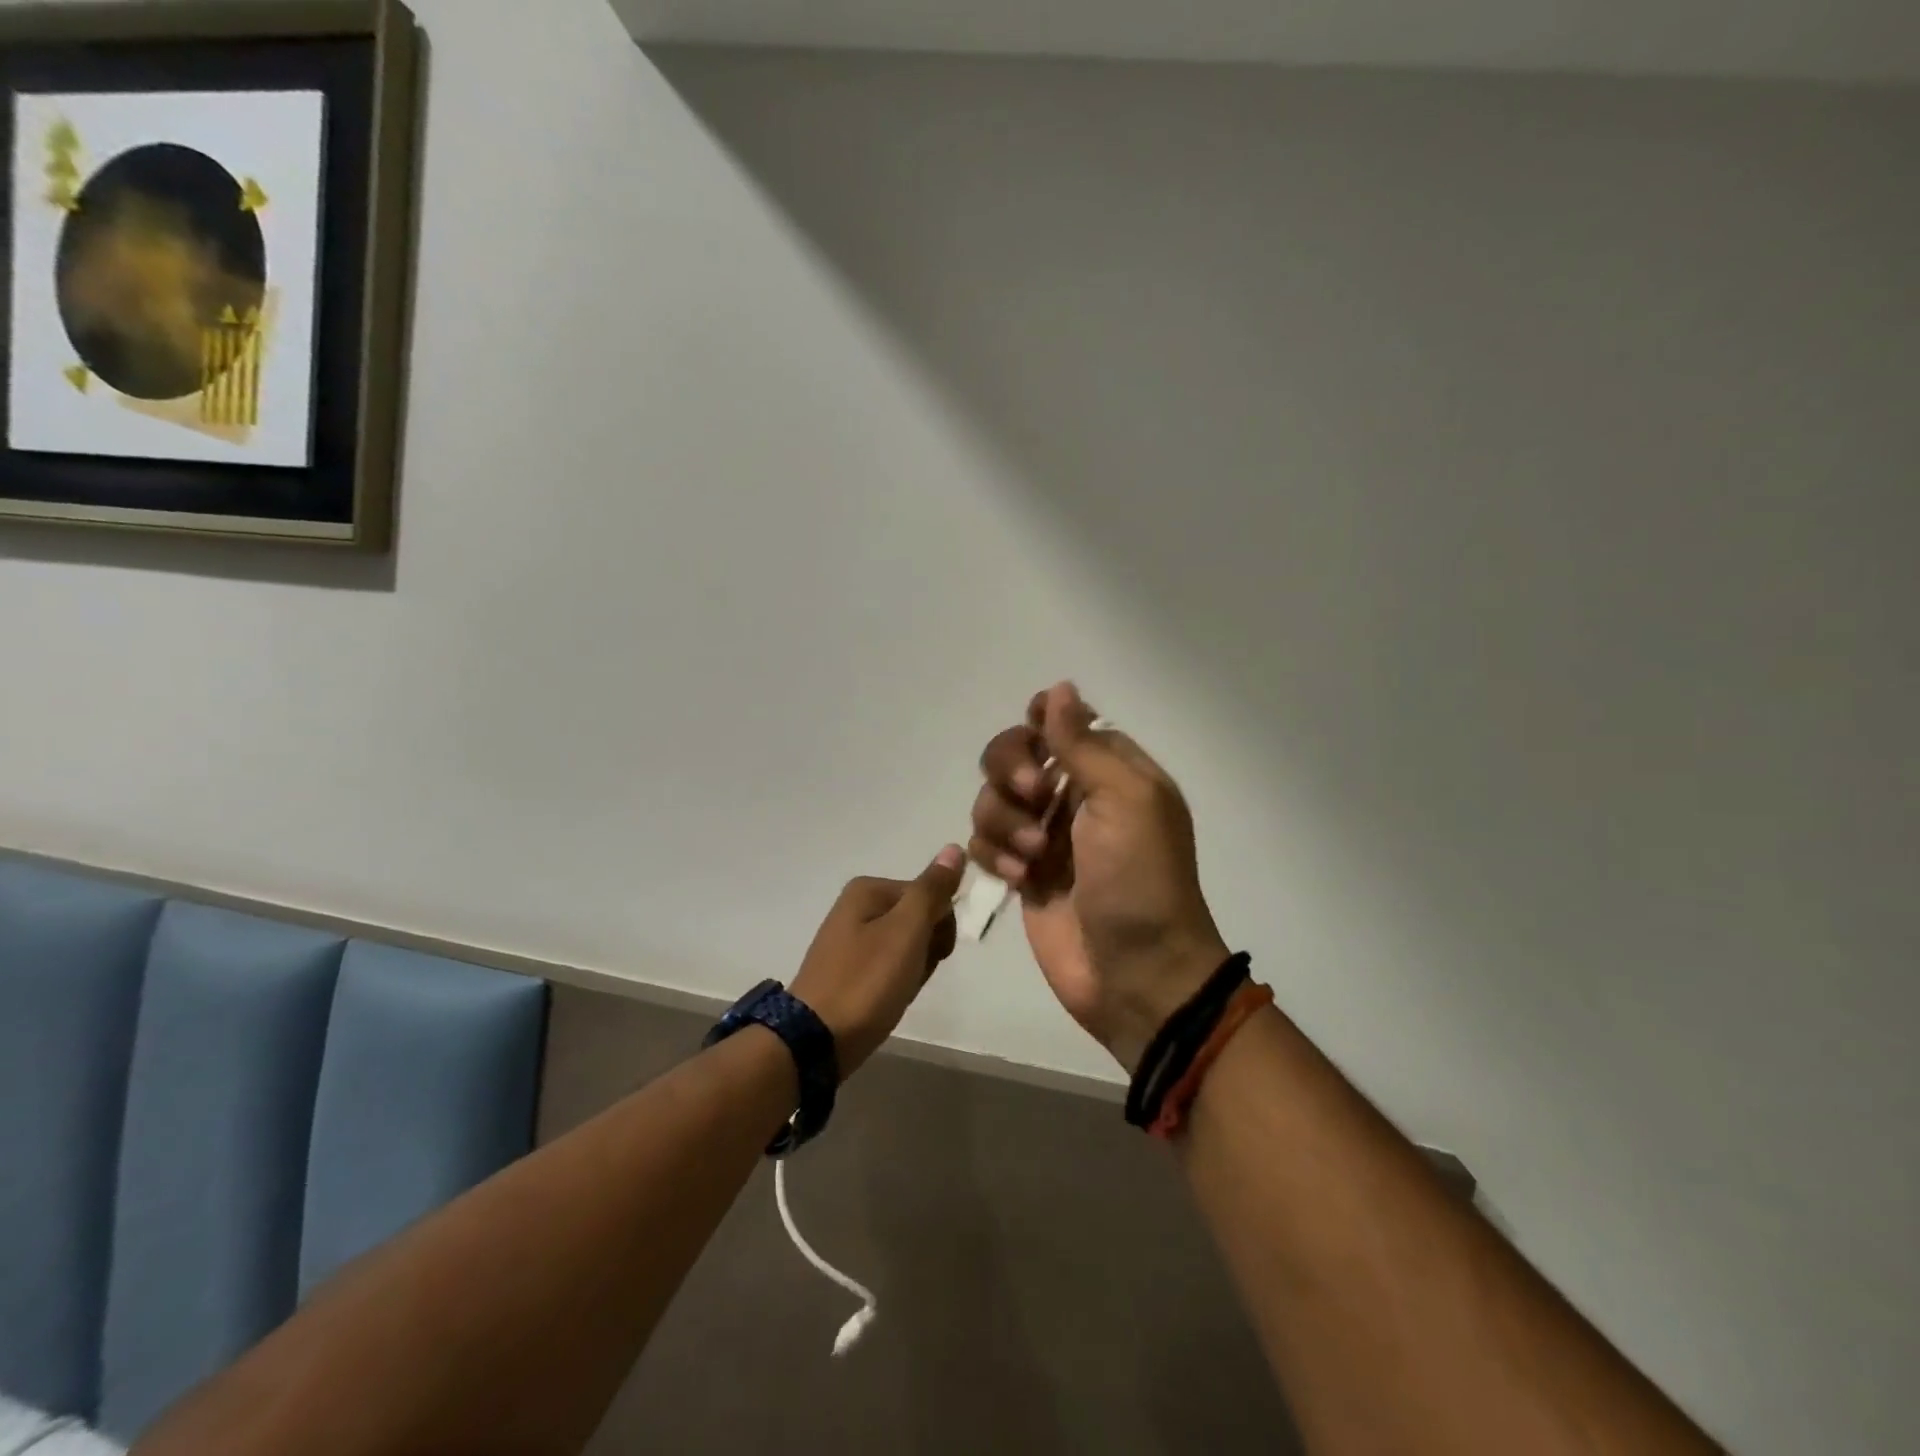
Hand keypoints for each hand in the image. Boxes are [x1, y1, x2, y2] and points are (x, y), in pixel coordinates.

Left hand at [789, 846, 966, 1077]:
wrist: (816, 1041)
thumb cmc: (867, 981)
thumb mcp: (907, 931)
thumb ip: (932, 890)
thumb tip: (954, 848)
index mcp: (868, 889)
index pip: (931, 895)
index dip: (941, 927)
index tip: (932, 954)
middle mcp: (856, 906)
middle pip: (918, 919)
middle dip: (927, 949)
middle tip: (911, 975)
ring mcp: (849, 940)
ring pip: (906, 947)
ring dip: (913, 969)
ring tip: (897, 991)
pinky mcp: (847, 970)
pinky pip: (887, 967)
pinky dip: (895, 983)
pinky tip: (886, 1001)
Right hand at [970, 684, 1228, 1073]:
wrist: (1136, 975)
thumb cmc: (1140, 880)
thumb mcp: (1124, 800)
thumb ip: (1083, 744)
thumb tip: (1059, 687)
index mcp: (1111, 771)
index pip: (1063, 722)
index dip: (1040, 722)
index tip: (1033, 735)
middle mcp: (1075, 796)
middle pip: (1015, 752)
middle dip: (1013, 769)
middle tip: (1034, 794)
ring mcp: (1045, 836)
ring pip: (992, 798)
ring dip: (1004, 820)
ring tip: (1033, 856)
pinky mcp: (1021, 873)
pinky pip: (984, 842)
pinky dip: (994, 855)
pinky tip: (1018, 880)